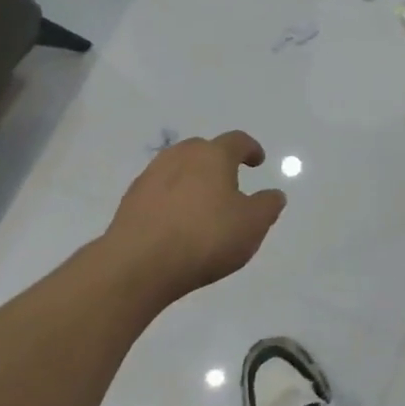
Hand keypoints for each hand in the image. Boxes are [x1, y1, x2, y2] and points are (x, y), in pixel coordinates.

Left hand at [104, 132, 286, 305]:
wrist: (138, 264)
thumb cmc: (205, 237)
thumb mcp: (252, 225)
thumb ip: (267, 206)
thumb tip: (273, 194)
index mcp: (213, 155)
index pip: (237, 141)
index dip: (250, 149)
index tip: (257, 160)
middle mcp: (180, 156)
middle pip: (203, 150)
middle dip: (218, 162)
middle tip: (229, 182)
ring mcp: (151, 176)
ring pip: (178, 168)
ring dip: (192, 179)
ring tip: (201, 204)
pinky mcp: (131, 200)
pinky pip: (159, 191)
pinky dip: (171, 199)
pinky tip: (176, 222)